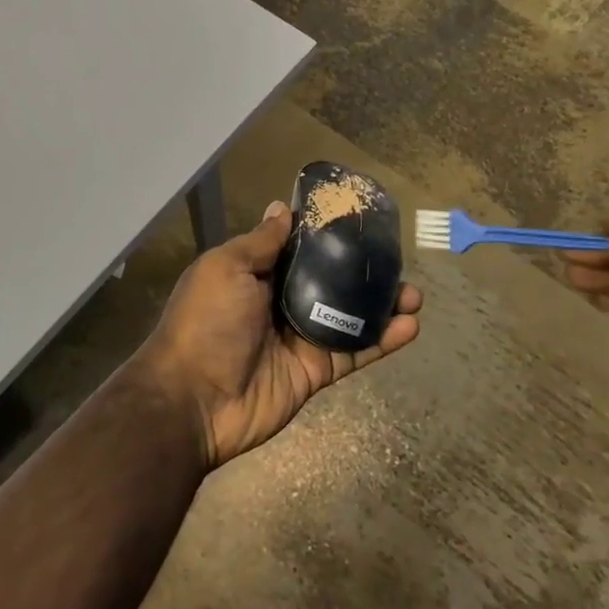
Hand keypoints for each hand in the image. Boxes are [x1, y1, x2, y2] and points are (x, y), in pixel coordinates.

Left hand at [136, 201, 423, 468]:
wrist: (195, 400)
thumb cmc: (206, 322)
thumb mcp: (225, 268)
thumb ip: (260, 242)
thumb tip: (282, 208)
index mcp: (254, 274)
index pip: (297, 249)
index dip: (326, 235)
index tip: (358, 219)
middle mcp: (279, 302)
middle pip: (329, 281)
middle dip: (362, 271)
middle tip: (395, 258)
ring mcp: (300, 338)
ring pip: (348, 316)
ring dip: (381, 305)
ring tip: (414, 293)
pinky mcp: (315, 371)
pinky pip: (354, 352)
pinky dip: (383, 340)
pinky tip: (411, 325)